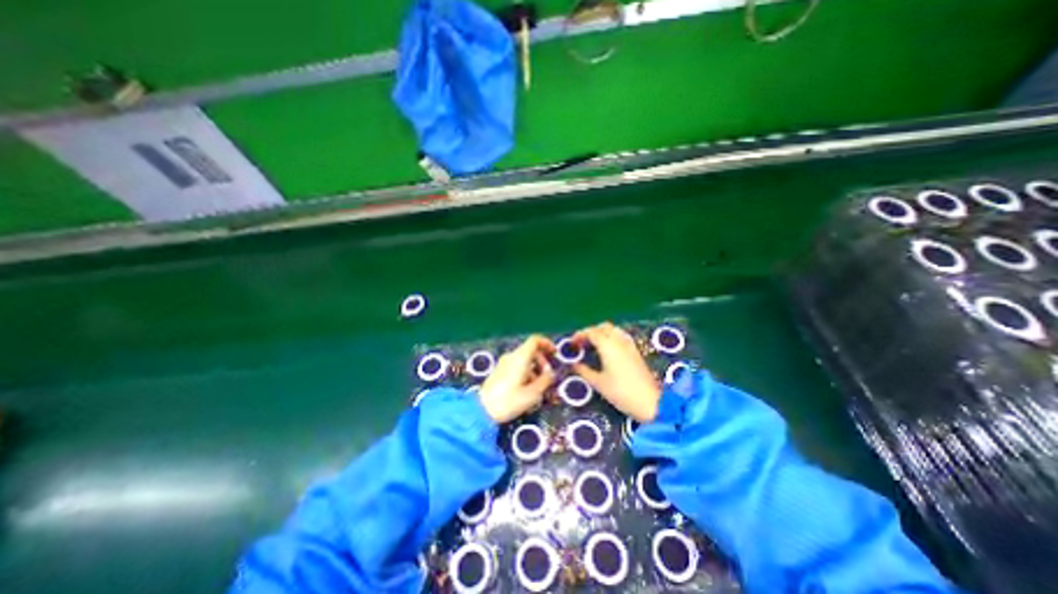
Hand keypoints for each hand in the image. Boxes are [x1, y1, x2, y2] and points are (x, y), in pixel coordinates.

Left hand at [482, 337, 557, 424]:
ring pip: (524, 360)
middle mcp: (511, 356)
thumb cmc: (509, 401)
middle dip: (542, 361)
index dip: (546, 343)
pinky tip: (527, 389)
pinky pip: (517, 366)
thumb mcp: (532, 393)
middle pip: (530, 350)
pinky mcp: (499, 372)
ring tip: (538, 387)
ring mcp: (504, 363)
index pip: (534, 340)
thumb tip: (551, 372)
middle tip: (548, 376)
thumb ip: (545, 380)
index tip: (554, 353)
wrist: (482, 411)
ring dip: (534, 369)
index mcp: (520, 357)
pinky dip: (526, 372)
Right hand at [576, 324, 658, 424]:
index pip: (591, 332)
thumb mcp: (598, 383)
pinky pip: (621, 336)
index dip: (580, 335)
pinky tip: (608, 350)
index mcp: (607, 345)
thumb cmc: (620, 392)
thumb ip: (584, 371)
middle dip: (591, 332)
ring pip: (613, 330)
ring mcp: (629, 345)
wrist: (649, 402)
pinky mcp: (636, 351)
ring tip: (593, 345)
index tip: (572, 343)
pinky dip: (611, 337)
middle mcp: (619, 340)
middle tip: (582, 343)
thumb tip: (574, 364)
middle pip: (603, 327)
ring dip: (602, 333)